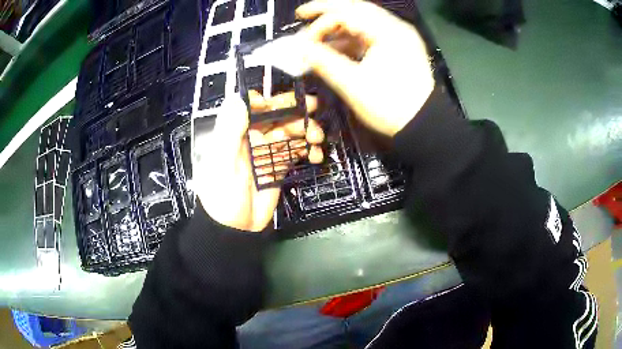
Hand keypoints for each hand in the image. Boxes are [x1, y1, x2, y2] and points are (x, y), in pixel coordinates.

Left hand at [193, 91, 324, 231]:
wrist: (235, 228)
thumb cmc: (222, 196)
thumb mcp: (222, 163)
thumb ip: (230, 130)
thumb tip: (239, 98)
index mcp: (235, 132)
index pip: (251, 106)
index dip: (269, 100)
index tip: (284, 102)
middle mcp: (252, 137)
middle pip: (275, 115)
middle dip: (294, 110)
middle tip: (313, 107)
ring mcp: (267, 151)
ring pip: (289, 131)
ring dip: (305, 130)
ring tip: (316, 137)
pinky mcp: (279, 165)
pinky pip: (295, 151)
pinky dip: (307, 150)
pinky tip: (315, 154)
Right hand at [297, 0, 434, 136]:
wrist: (423, 125)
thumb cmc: (390, 107)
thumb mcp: (353, 85)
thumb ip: (323, 62)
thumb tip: (299, 48)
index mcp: (388, 32)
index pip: (348, 11)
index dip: (320, 17)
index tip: (300, 27)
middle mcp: (395, 27)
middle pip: (356, 9)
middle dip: (328, 12)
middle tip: (304, 16)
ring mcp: (399, 37)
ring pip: (363, 21)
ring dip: (338, 27)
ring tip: (317, 38)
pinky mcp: (399, 48)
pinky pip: (370, 34)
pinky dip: (351, 38)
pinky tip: (335, 48)